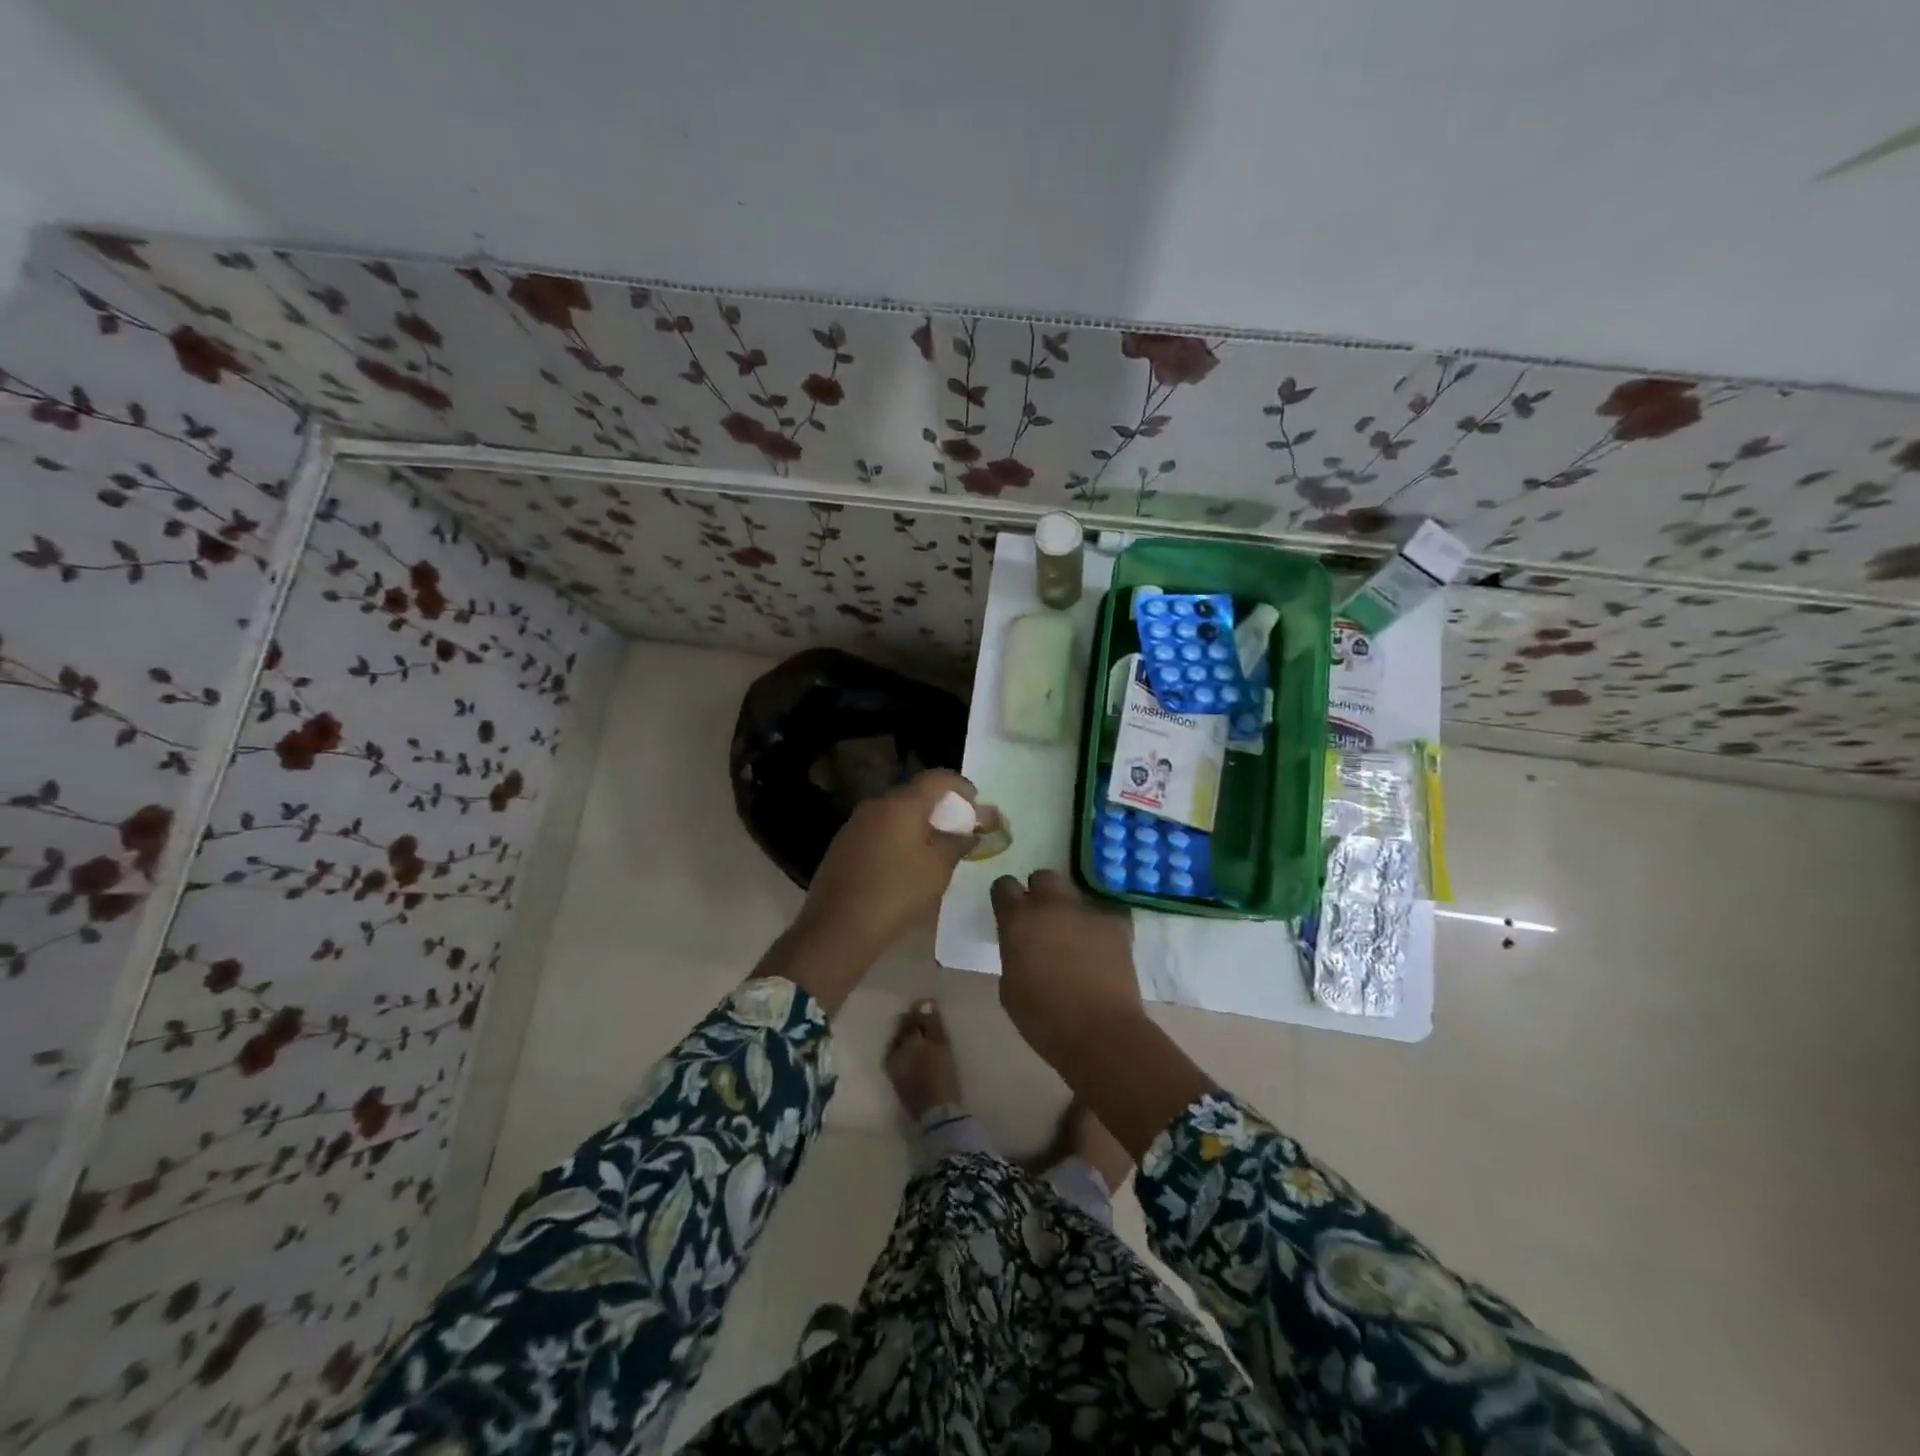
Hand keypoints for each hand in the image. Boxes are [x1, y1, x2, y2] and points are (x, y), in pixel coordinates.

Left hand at [792, 769, 977, 974]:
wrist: (838, 927)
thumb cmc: (896, 893)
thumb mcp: (938, 869)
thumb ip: (957, 843)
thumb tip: (970, 832)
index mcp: (901, 804)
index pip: (936, 778)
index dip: (960, 785)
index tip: (975, 800)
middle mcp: (875, 805)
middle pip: (914, 793)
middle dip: (939, 805)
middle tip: (958, 825)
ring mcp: (855, 824)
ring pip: (894, 812)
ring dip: (917, 822)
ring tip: (935, 845)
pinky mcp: (843, 844)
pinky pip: (878, 829)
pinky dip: (897, 835)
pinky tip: (905, 860)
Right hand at [991, 869, 1213, 1161]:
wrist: (1099, 1032)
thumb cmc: (1043, 1018)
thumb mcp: (1009, 986)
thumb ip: (1014, 953)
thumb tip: (1023, 945)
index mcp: (1018, 920)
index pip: (1004, 886)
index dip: (1006, 898)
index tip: (1009, 912)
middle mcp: (1051, 905)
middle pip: (1043, 877)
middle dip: (1040, 893)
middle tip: (1043, 919)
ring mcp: (1087, 911)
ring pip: (1075, 893)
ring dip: (1070, 908)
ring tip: (1075, 934)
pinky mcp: (1117, 924)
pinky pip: (1106, 913)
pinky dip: (1101, 924)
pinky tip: (1102, 945)